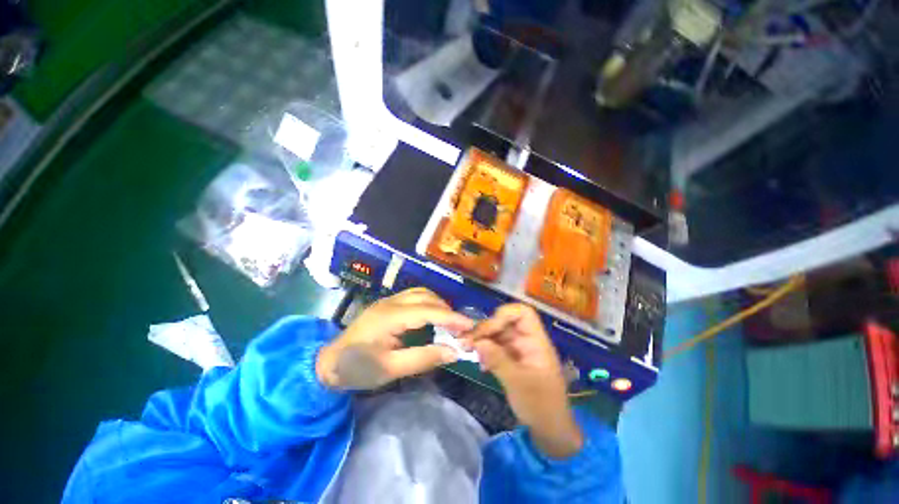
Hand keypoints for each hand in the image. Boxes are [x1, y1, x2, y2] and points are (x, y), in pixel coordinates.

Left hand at [317, 288, 473, 389]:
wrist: (329, 363)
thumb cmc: (358, 369)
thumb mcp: (391, 369)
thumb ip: (424, 358)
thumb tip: (454, 352)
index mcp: (390, 317)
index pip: (427, 311)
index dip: (451, 318)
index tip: (471, 326)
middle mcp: (391, 302)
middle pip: (426, 296)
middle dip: (447, 310)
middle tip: (461, 328)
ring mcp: (388, 300)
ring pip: (421, 293)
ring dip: (438, 304)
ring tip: (450, 322)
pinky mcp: (388, 304)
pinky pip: (414, 297)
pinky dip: (429, 304)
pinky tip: (433, 317)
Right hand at [462, 303, 582, 457]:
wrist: (549, 429)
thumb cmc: (541, 406)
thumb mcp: (519, 384)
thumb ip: (498, 360)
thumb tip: (478, 342)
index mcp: (536, 341)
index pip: (523, 313)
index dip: (504, 314)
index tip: (488, 329)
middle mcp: (526, 340)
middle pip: (505, 322)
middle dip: (486, 328)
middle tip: (467, 341)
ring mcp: (517, 349)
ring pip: (497, 334)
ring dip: (482, 339)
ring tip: (467, 349)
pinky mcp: (510, 359)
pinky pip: (495, 347)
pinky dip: (485, 351)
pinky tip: (479, 363)